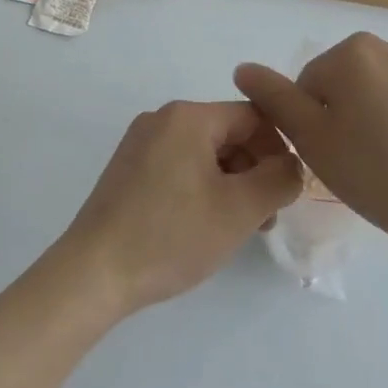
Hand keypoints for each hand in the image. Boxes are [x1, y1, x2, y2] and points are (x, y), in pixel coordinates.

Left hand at [56, 101, 303, 317]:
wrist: (95, 270)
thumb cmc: (171, 235)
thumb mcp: (239, 210)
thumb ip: (278, 179)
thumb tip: (292, 164)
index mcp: (187, 116)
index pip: (253, 117)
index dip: (279, 151)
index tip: (285, 193)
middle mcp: (162, 118)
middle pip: (228, 133)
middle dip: (254, 171)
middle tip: (263, 219)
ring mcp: (141, 142)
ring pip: (205, 152)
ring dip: (230, 183)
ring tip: (236, 229)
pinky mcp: (129, 167)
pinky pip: (180, 165)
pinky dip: (202, 188)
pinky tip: (203, 225)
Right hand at [233, 34, 387, 267]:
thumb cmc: (379, 175)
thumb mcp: (312, 141)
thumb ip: (274, 98)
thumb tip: (243, 68)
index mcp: (356, 53)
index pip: (314, 81)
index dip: (316, 120)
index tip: (334, 153)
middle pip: (358, 79)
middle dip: (355, 111)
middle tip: (366, 159)